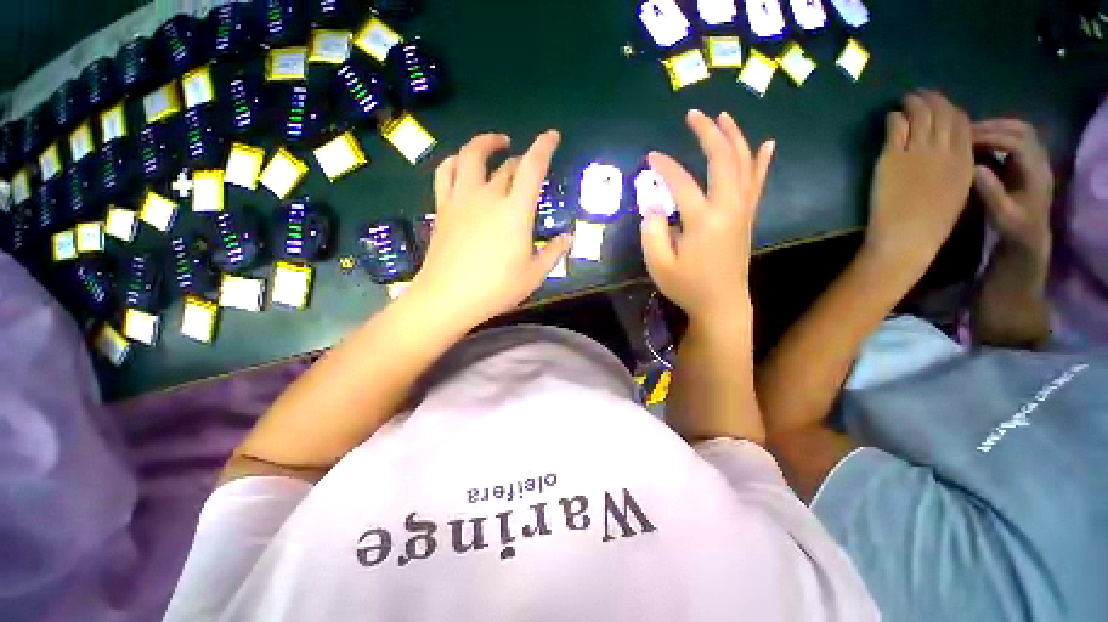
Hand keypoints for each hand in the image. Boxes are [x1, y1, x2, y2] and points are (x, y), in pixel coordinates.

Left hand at [410, 131, 571, 326]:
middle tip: (529, 165)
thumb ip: (553, 252)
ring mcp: (461, 199)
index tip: (552, 136)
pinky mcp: (443, 207)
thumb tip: (569, 237)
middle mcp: (488, 196)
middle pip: (507, 165)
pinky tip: (463, 164)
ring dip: (486, 144)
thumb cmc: (496, 288)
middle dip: (522, 160)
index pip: (533, 168)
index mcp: (515, 212)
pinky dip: (456, 161)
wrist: (448, 298)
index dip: (544, 147)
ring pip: (471, 156)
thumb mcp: (534, 275)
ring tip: (496, 144)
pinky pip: (445, 172)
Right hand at [641, 110, 774, 321]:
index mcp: (703, 220)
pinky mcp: (748, 218)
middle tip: (694, 115)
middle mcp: (728, 208)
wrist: (722, 303)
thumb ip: (652, 233)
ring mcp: (743, 211)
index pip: (682, 182)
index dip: (665, 166)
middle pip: (723, 159)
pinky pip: (757, 183)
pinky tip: (766, 144)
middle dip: (708, 133)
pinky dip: (761, 161)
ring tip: (724, 117)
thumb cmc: (687, 286)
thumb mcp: (659, 264)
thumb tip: (652, 206)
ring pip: (744, 164)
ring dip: (734, 137)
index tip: (650, 157)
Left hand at [863, 92, 974, 281]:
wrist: (907, 236)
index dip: (951, 109)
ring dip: (912, 103)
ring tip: (905, 99)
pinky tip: (891, 116)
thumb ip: (956, 166)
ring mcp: (918, 152)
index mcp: (965, 158)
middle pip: (941, 113)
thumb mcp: (957, 190)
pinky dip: (894, 118)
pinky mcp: (893, 157)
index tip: (941, 105)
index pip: (962, 122)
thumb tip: (949, 149)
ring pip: (919, 115)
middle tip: (919, 94)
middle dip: (931, 99)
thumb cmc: (933, 222)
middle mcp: (944, 150)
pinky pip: (895, 128)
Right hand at [972, 119, 1053, 257]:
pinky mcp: (1028, 160)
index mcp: (1036, 172)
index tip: (966, 141)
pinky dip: (998, 133)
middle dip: (993, 127)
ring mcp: (1036, 159)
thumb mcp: (1001, 215)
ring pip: (1020, 130)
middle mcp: (1040, 160)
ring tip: (971, 134)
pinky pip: (1016, 137)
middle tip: (966, 132)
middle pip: (1021, 130)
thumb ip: (990, 192)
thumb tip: (975, 168)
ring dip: (996, 127)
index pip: (1017, 143)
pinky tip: (981, 141)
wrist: (1029, 236)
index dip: (992, 138)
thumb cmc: (1014, 228)